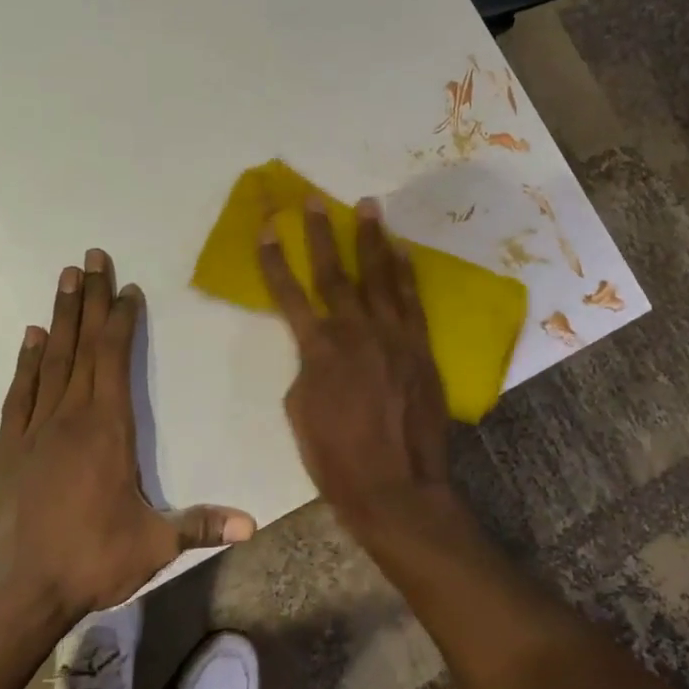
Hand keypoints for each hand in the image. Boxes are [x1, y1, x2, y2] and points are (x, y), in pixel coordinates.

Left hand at [0, 249, 255, 618]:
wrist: (16, 592)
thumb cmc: (91, 560)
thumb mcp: (155, 545)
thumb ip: (201, 526)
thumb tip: (253, 524)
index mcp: (109, 429)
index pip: (116, 358)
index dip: (121, 320)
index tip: (126, 288)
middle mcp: (71, 416)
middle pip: (83, 345)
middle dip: (89, 298)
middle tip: (90, 257)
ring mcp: (34, 429)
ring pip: (51, 360)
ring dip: (60, 317)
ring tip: (64, 278)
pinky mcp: (7, 448)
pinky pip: (19, 393)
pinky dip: (26, 361)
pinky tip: (31, 337)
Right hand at [259, 197, 454, 542]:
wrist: (396, 487)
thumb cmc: (336, 458)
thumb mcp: (299, 412)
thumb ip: (307, 369)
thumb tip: (319, 351)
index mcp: (318, 350)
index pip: (289, 295)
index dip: (274, 260)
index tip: (267, 228)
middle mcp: (355, 332)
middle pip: (334, 273)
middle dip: (322, 234)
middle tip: (315, 200)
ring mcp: (393, 337)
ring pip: (379, 277)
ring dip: (372, 239)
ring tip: (369, 206)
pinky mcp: (420, 348)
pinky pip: (412, 302)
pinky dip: (406, 273)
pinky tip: (402, 251)